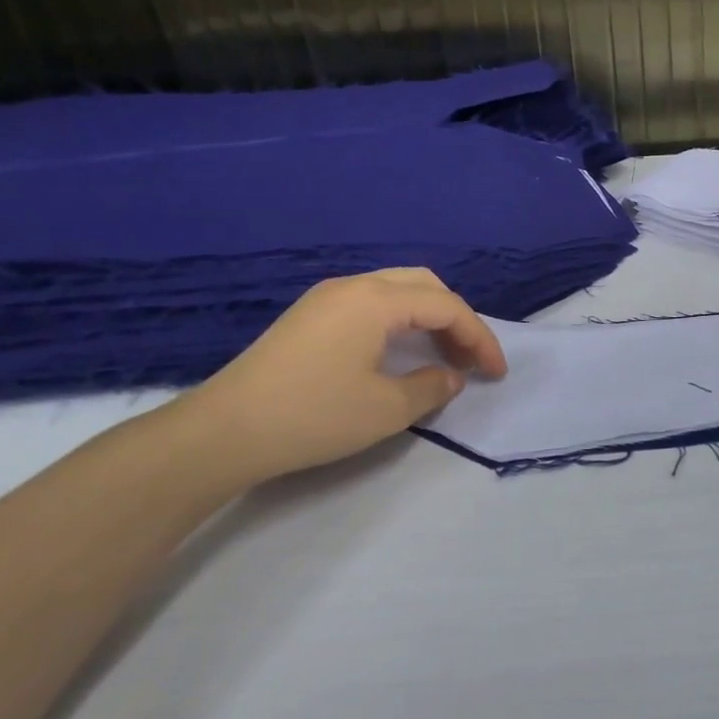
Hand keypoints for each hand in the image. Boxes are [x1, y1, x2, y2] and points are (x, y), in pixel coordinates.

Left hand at [173, 269, 507, 486]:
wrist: (222, 432)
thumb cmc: (313, 416)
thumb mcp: (386, 409)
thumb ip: (431, 387)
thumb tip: (450, 376)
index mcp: (377, 300)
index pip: (448, 307)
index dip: (480, 338)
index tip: (496, 373)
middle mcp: (354, 286)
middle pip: (425, 286)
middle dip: (457, 320)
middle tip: (470, 358)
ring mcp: (327, 298)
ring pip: (398, 291)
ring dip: (429, 318)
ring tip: (443, 355)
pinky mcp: (310, 316)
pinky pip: (373, 303)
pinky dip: (401, 321)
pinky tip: (401, 351)